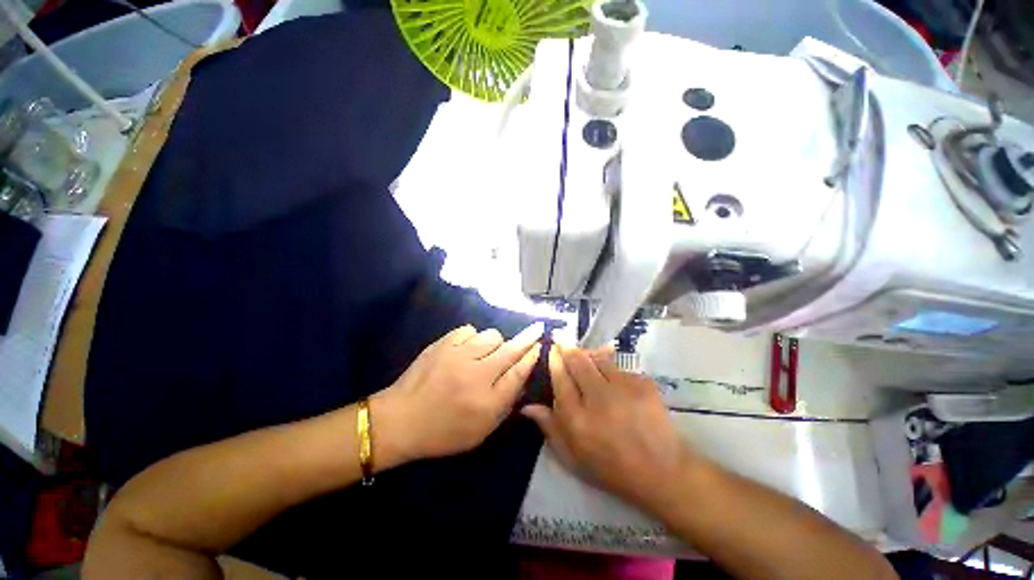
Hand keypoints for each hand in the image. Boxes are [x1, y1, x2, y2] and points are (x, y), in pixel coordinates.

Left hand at [372, 322, 542, 463]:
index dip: (532, 357)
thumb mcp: (480, 430)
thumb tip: (521, 376)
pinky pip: (469, 330)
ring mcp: (457, 355)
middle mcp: (476, 375)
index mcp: (487, 402)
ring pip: (491, 335)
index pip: (518, 373)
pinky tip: (466, 349)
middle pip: (510, 349)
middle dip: (528, 338)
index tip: (540, 345)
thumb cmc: (443, 431)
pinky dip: (473, 337)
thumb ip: (505, 404)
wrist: (400, 420)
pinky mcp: (442, 344)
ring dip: (496, 342)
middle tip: (536, 329)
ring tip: (487, 353)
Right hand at [522, 346, 692, 512]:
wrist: (662, 471)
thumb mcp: (573, 457)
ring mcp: (623, 388)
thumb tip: (527, 406)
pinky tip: (612, 379)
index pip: (560, 377)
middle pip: (577, 360)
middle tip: (563, 343)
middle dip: (567, 348)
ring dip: (588, 354)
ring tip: (586, 357)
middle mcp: (598, 398)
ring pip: (598, 357)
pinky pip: (619, 366)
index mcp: (577, 419)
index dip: (554, 359)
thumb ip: (550, 427)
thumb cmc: (612, 468)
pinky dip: (610, 368)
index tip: (552, 349)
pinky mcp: (643, 383)